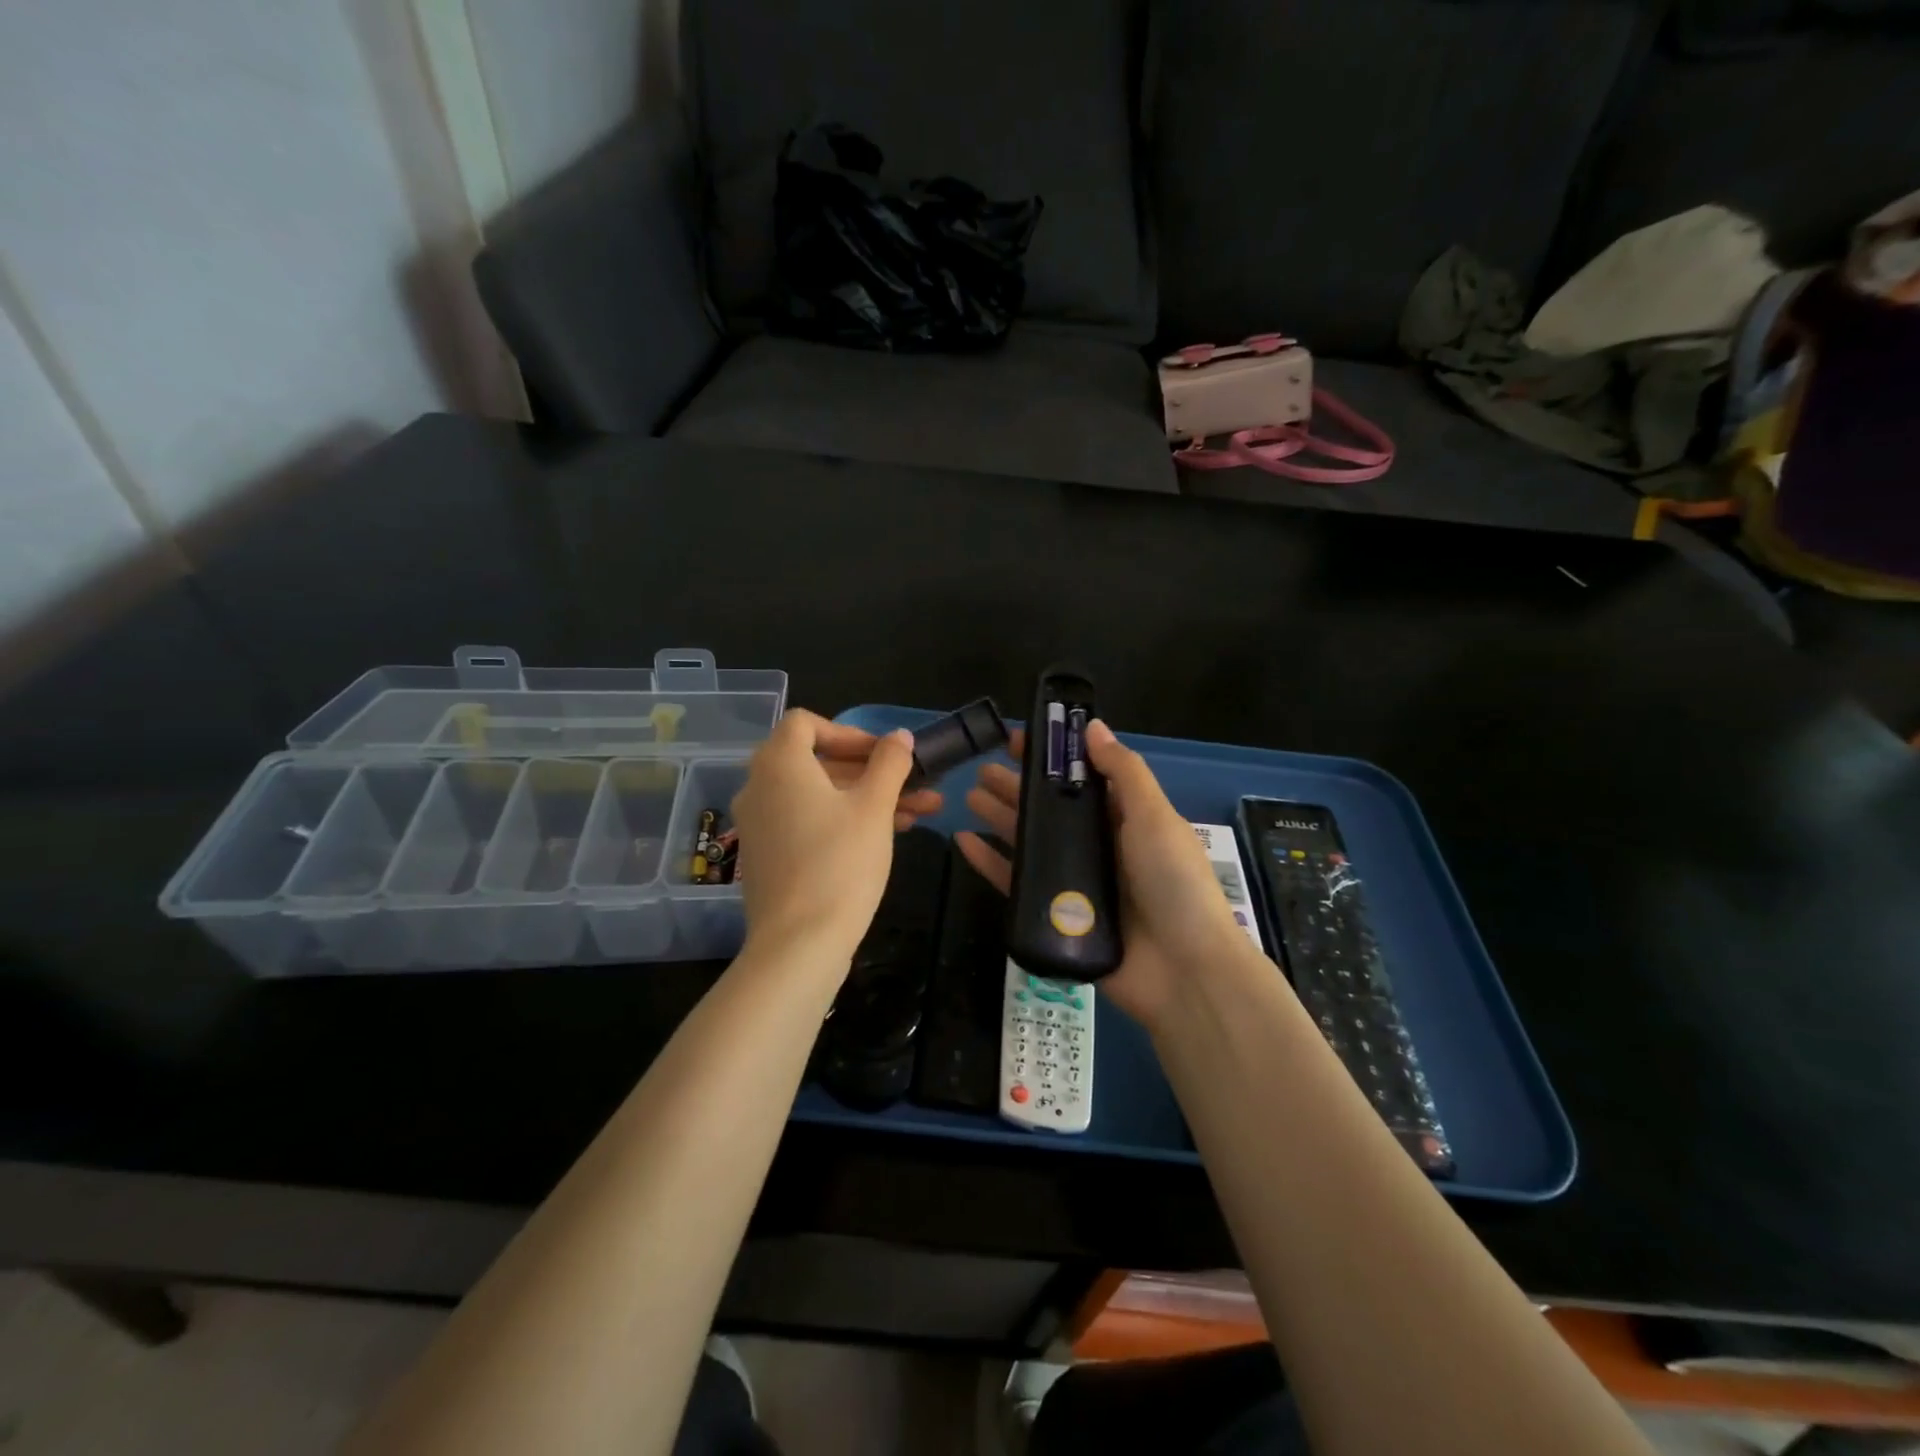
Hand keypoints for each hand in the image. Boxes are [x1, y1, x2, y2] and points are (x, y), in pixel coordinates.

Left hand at [730, 712, 924, 963]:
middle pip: (817, 761)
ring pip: (818, 796)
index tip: (884, 755)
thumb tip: (900, 736)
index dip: (849, 732)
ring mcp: (760, 824)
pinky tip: (886, 837)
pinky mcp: (767, 856)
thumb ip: (890, 764)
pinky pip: (806, 822)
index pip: (805, 723)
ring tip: (921, 813)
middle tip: (915, 784)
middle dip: (872, 771)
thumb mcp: (874, 807)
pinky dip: (842, 820)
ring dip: (867, 797)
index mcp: (779, 764)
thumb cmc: (840, 863)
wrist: (799, 944)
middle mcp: (760, 787)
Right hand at [956, 719, 1257, 1029]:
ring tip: (969, 796)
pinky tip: (965, 843)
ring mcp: (1076, 883)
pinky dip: (991, 863)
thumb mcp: (1154, 817)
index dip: (1051, 758)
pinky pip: (1017, 884)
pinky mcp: (1057, 917)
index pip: (1081, 779)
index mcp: (1125, 819)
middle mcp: (1099, 847)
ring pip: (1030, 843)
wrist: (1184, 972)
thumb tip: (1093, 726)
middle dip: (1018, 787)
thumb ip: (1124, 772)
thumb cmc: (1173, 883)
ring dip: (1001, 818)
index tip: (1018, 740)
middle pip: (1051, 810)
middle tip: (981, 768)